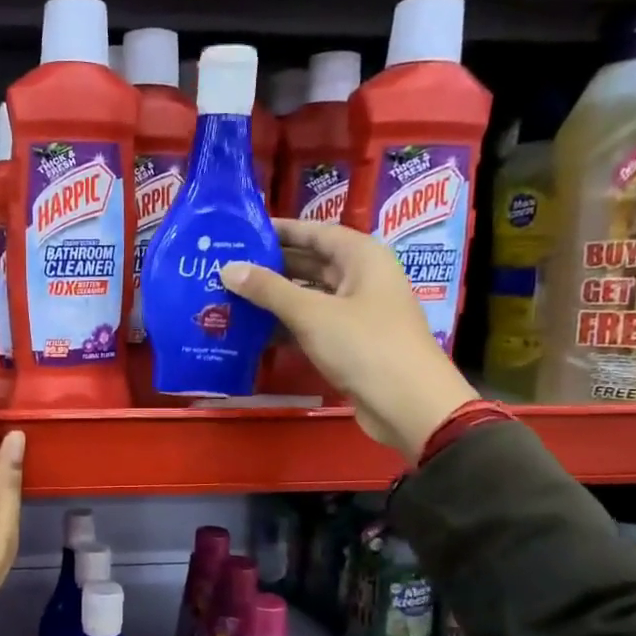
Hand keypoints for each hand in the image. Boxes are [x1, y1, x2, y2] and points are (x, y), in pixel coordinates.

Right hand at [220, 219, 477, 455]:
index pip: (315, 232)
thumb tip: (228, 268)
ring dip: (274, 298)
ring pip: (309, 295)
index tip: (242, 232)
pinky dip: (285, 325)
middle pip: (310, 263)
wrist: (408, 405)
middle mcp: (361, 278)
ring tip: (230, 296)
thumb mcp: (312, 314)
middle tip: (227, 266)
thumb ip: (268, 290)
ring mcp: (356, 312)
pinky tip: (252, 330)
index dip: (280, 230)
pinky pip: (311, 324)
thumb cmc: (364, 346)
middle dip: (271, 266)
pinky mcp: (349, 342)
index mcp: (362, 257)